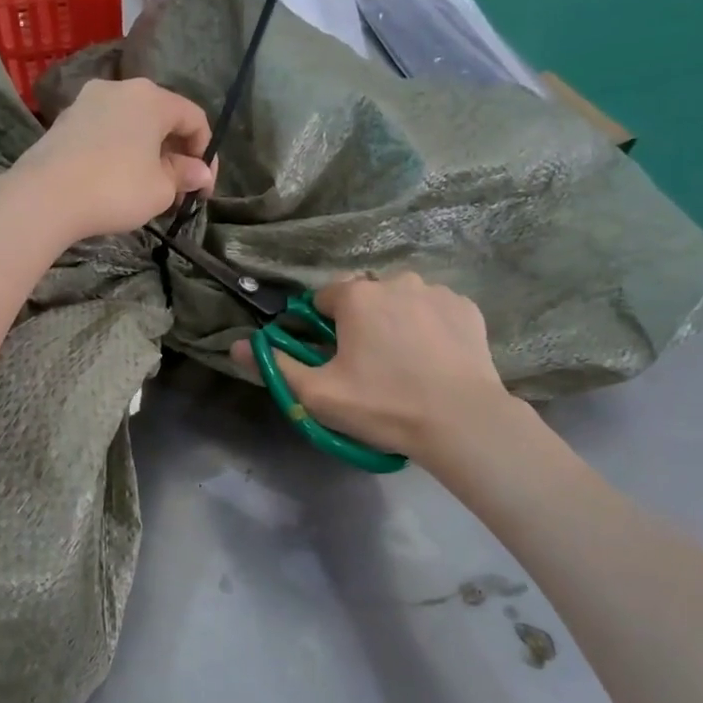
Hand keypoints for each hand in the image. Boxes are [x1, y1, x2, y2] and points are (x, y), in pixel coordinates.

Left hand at [6, 77, 215, 242]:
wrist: (45, 196)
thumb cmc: (115, 189)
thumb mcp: (160, 189)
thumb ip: (183, 176)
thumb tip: (199, 172)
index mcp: (151, 98)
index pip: (194, 118)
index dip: (206, 153)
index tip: (203, 187)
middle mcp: (120, 89)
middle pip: (160, 117)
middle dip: (175, 152)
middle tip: (177, 189)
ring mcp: (87, 101)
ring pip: (130, 124)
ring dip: (145, 152)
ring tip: (146, 187)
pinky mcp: (64, 120)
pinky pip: (104, 132)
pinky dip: (118, 151)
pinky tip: (114, 180)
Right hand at [232, 273, 513, 461]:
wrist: (462, 422)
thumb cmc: (383, 406)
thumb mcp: (318, 394)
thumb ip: (274, 366)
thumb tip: (235, 344)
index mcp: (356, 296)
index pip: (323, 300)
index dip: (321, 329)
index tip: (333, 359)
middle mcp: (396, 281)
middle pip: (364, 298)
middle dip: (360, 323)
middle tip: (369, 367)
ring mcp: (436, 291)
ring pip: (401, 301)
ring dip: (395, 322)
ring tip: (405, 364)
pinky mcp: (466, 308)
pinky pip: (435, 311)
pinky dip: (429, 328)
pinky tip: (434, 360)